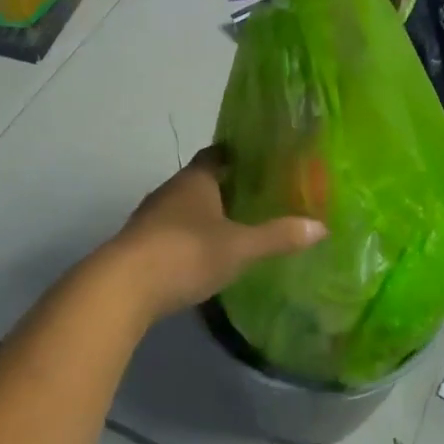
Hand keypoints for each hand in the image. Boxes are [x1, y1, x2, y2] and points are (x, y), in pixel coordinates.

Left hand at [103, 148, 325, 324]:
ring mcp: (150, 219)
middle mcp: (170, 191)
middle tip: (258, 196)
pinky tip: (203, 255)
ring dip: (205, 215)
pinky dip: (189, 238)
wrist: (122, 289)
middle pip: (201, 181)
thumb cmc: (186, 253)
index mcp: (195, 180)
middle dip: (226, 187)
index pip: (217, 154)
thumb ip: (278, 236)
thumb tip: (321, 227)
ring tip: (234, 226)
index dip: (237, 154)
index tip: (261, 160)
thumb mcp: (239, 247)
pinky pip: (171, 232)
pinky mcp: (139, 246)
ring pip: (184, 208)